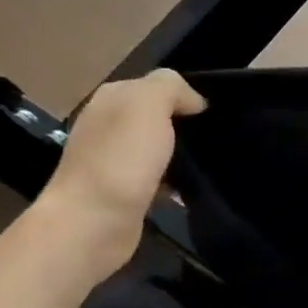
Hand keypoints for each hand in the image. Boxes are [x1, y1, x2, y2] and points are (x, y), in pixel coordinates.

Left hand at [31, 70, 205, 277]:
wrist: (93, 223)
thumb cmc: (122, 158)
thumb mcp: (148, 104)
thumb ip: (170, 87)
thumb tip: (192, 101)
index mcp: (111, 98)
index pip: (156, 85)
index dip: (185, 95)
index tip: (210, 115)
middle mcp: (107, 124)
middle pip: (157, 116)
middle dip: (185, 125)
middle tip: (214, 138)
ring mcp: (112, 159)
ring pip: (158, 147)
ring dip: (181, 155)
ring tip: (207, 164)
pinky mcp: (122, 191)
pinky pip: (157, 177)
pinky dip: (173, 182)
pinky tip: (187, 190)